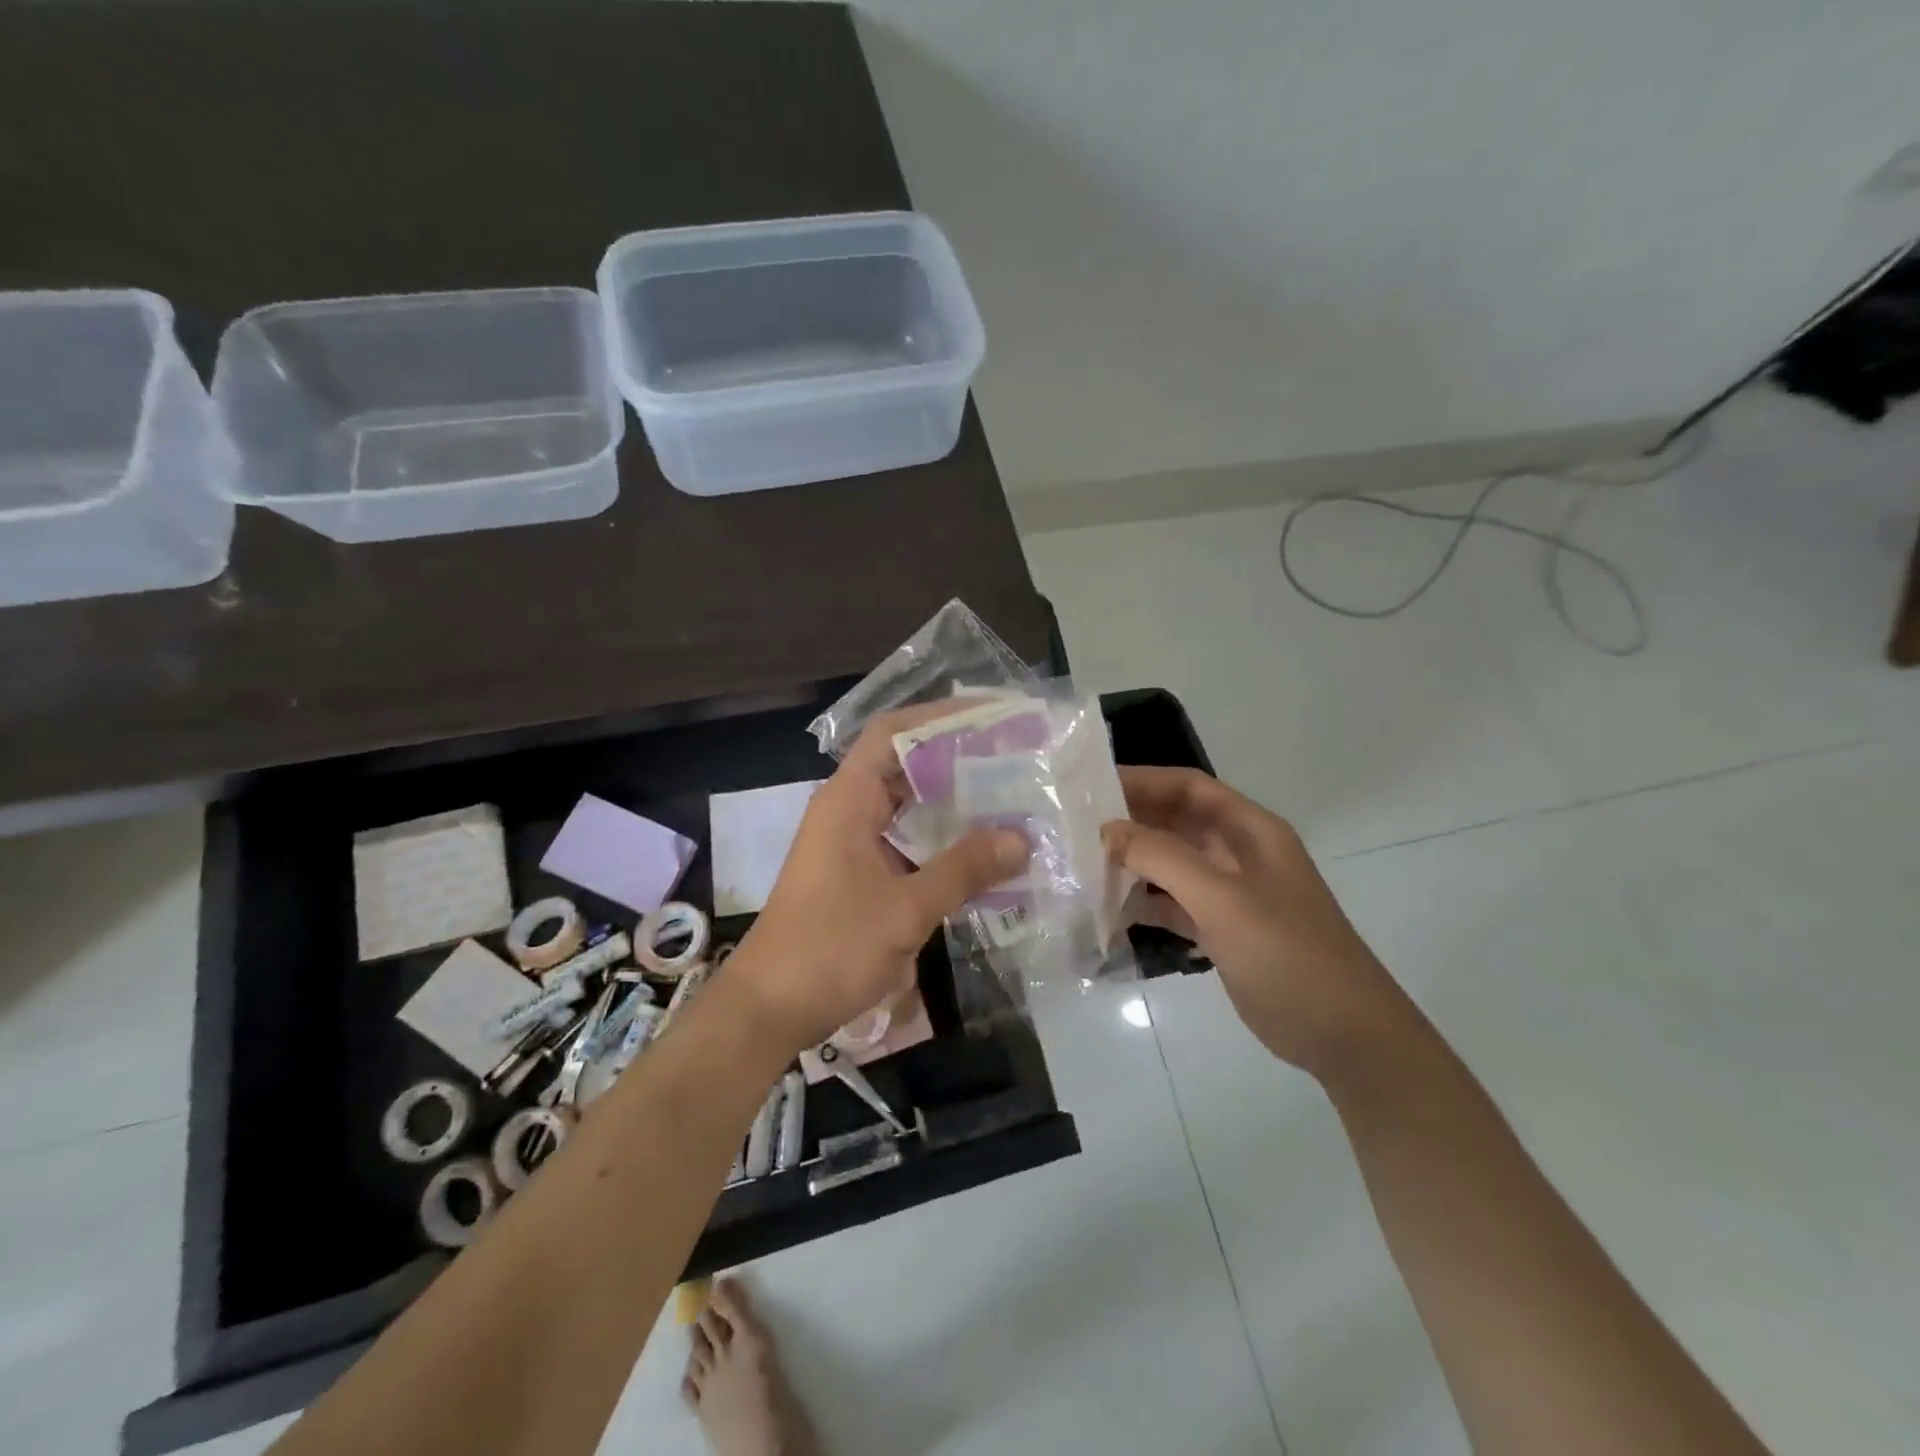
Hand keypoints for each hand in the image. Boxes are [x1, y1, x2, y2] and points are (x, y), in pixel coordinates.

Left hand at [728, 710, 1028, 1056]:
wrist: (769, 1010)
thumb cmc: (830, 949)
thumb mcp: (905, 909)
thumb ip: (964, 869)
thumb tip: (1022, 838)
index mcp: (849, 799)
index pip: (894, 733)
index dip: (941, 716)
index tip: (993, 716)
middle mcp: (850, 810)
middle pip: (907, 766)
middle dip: (960, 759)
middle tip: (1018, 759)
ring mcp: (854, 844)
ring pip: (911, 807)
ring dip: (956, 804)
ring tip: (1013, 800)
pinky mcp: (862, 875)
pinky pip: (909, 843)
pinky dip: (944, 842)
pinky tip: (985, 855)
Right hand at [1103, 766, 1414, 1076]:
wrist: (1346, 1037)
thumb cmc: (1289, 955)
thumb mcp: (1224, 900)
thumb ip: (1164, 858)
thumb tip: (1107, 829)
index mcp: (1250, 831)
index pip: (1189, 787)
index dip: (1142, 780)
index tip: (1090, 787)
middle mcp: (1239, 854)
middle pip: (1176, 822)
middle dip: (1130, 822)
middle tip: (1074, 828)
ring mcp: (1231, 894)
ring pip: (1171, 864)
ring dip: (1132, 863)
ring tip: (1081, 867)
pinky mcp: (1222, 931)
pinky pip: (1174, 904)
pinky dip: (1144, 903)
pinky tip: (1108, 911)